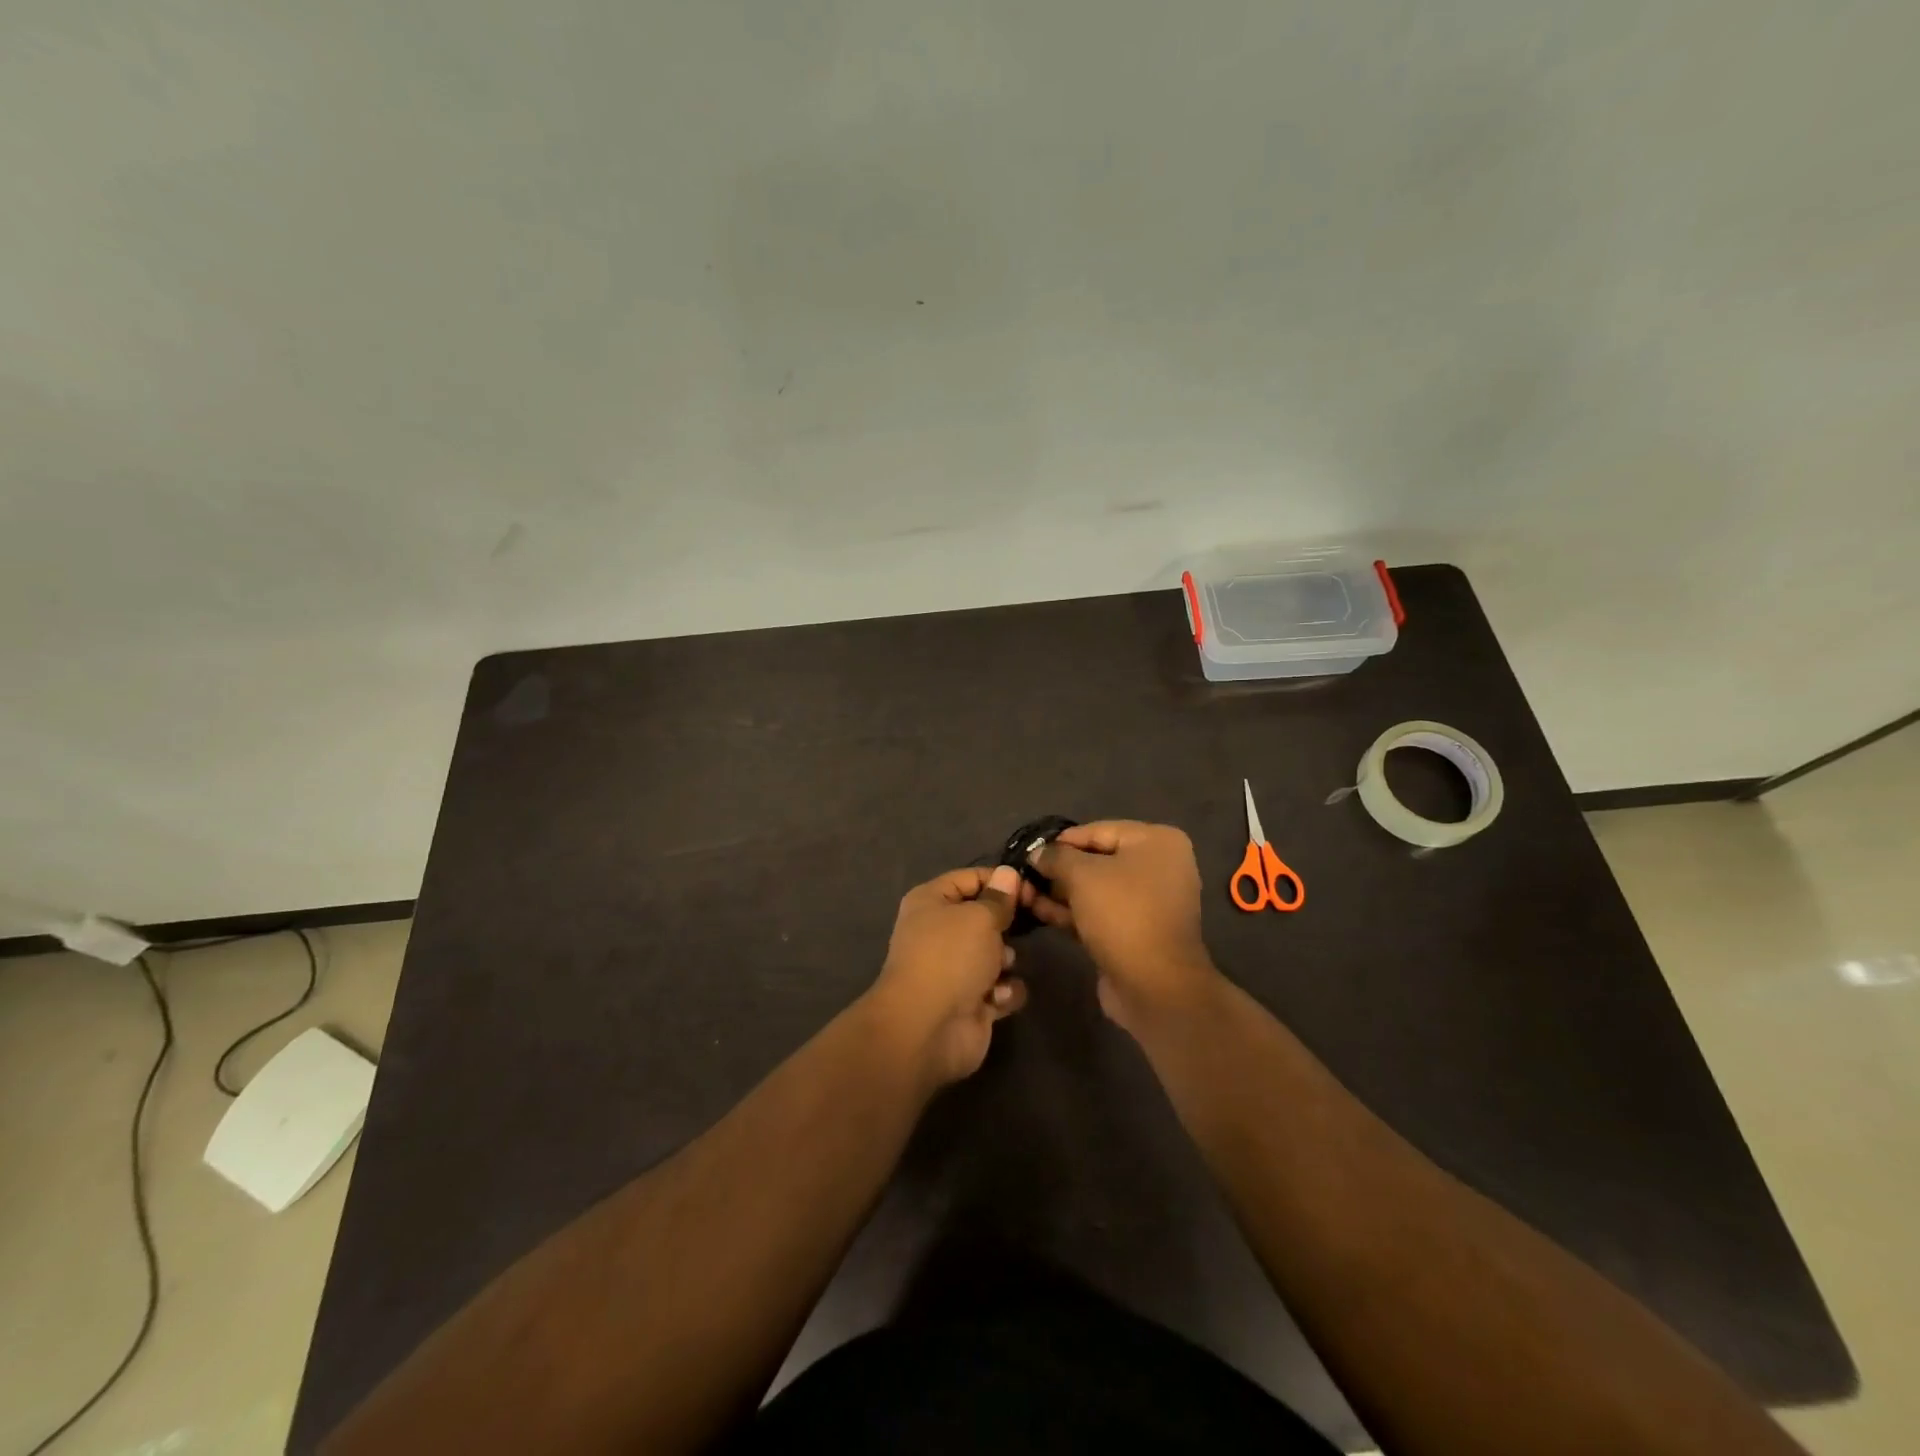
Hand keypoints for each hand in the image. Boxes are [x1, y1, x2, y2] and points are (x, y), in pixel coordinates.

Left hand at [864, 865, 1028, 1088]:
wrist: (927, 1028)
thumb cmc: (950, 957)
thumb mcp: (980, 917)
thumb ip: (999, 898)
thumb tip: (1007, 875)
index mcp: (931, 902)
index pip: (970, 878)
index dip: (1002, 880)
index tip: (1032, 888)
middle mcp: (940, 932)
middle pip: (985, 917)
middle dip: (1007, 924)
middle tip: (1029, 924)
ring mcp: (955, 969)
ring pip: (996, 954)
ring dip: (1006, 959)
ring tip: (1001, 967)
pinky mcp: (971, 1002)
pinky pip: (1000, 988)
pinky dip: (1004, 992)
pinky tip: (997, 998)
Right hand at [1029, 821, 1221, 1033]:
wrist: (1155, 986)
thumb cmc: (1123, 914)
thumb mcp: (1083, 875)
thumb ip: (1056, 857)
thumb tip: (1037, 853)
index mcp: (1157, 842)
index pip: (1098, 830)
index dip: (1061, 841)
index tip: (1029, 851)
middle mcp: (1158, 867)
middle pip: (1097, 860)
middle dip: (1058, 869)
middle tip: (1023, 874)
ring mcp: (1148, 902)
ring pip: (1095, 889)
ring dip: (1060, 892)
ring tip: (1023, 894)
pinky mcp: (1135, 932)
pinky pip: (1099, 913)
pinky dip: (1072, 911)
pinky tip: (1039, 912)